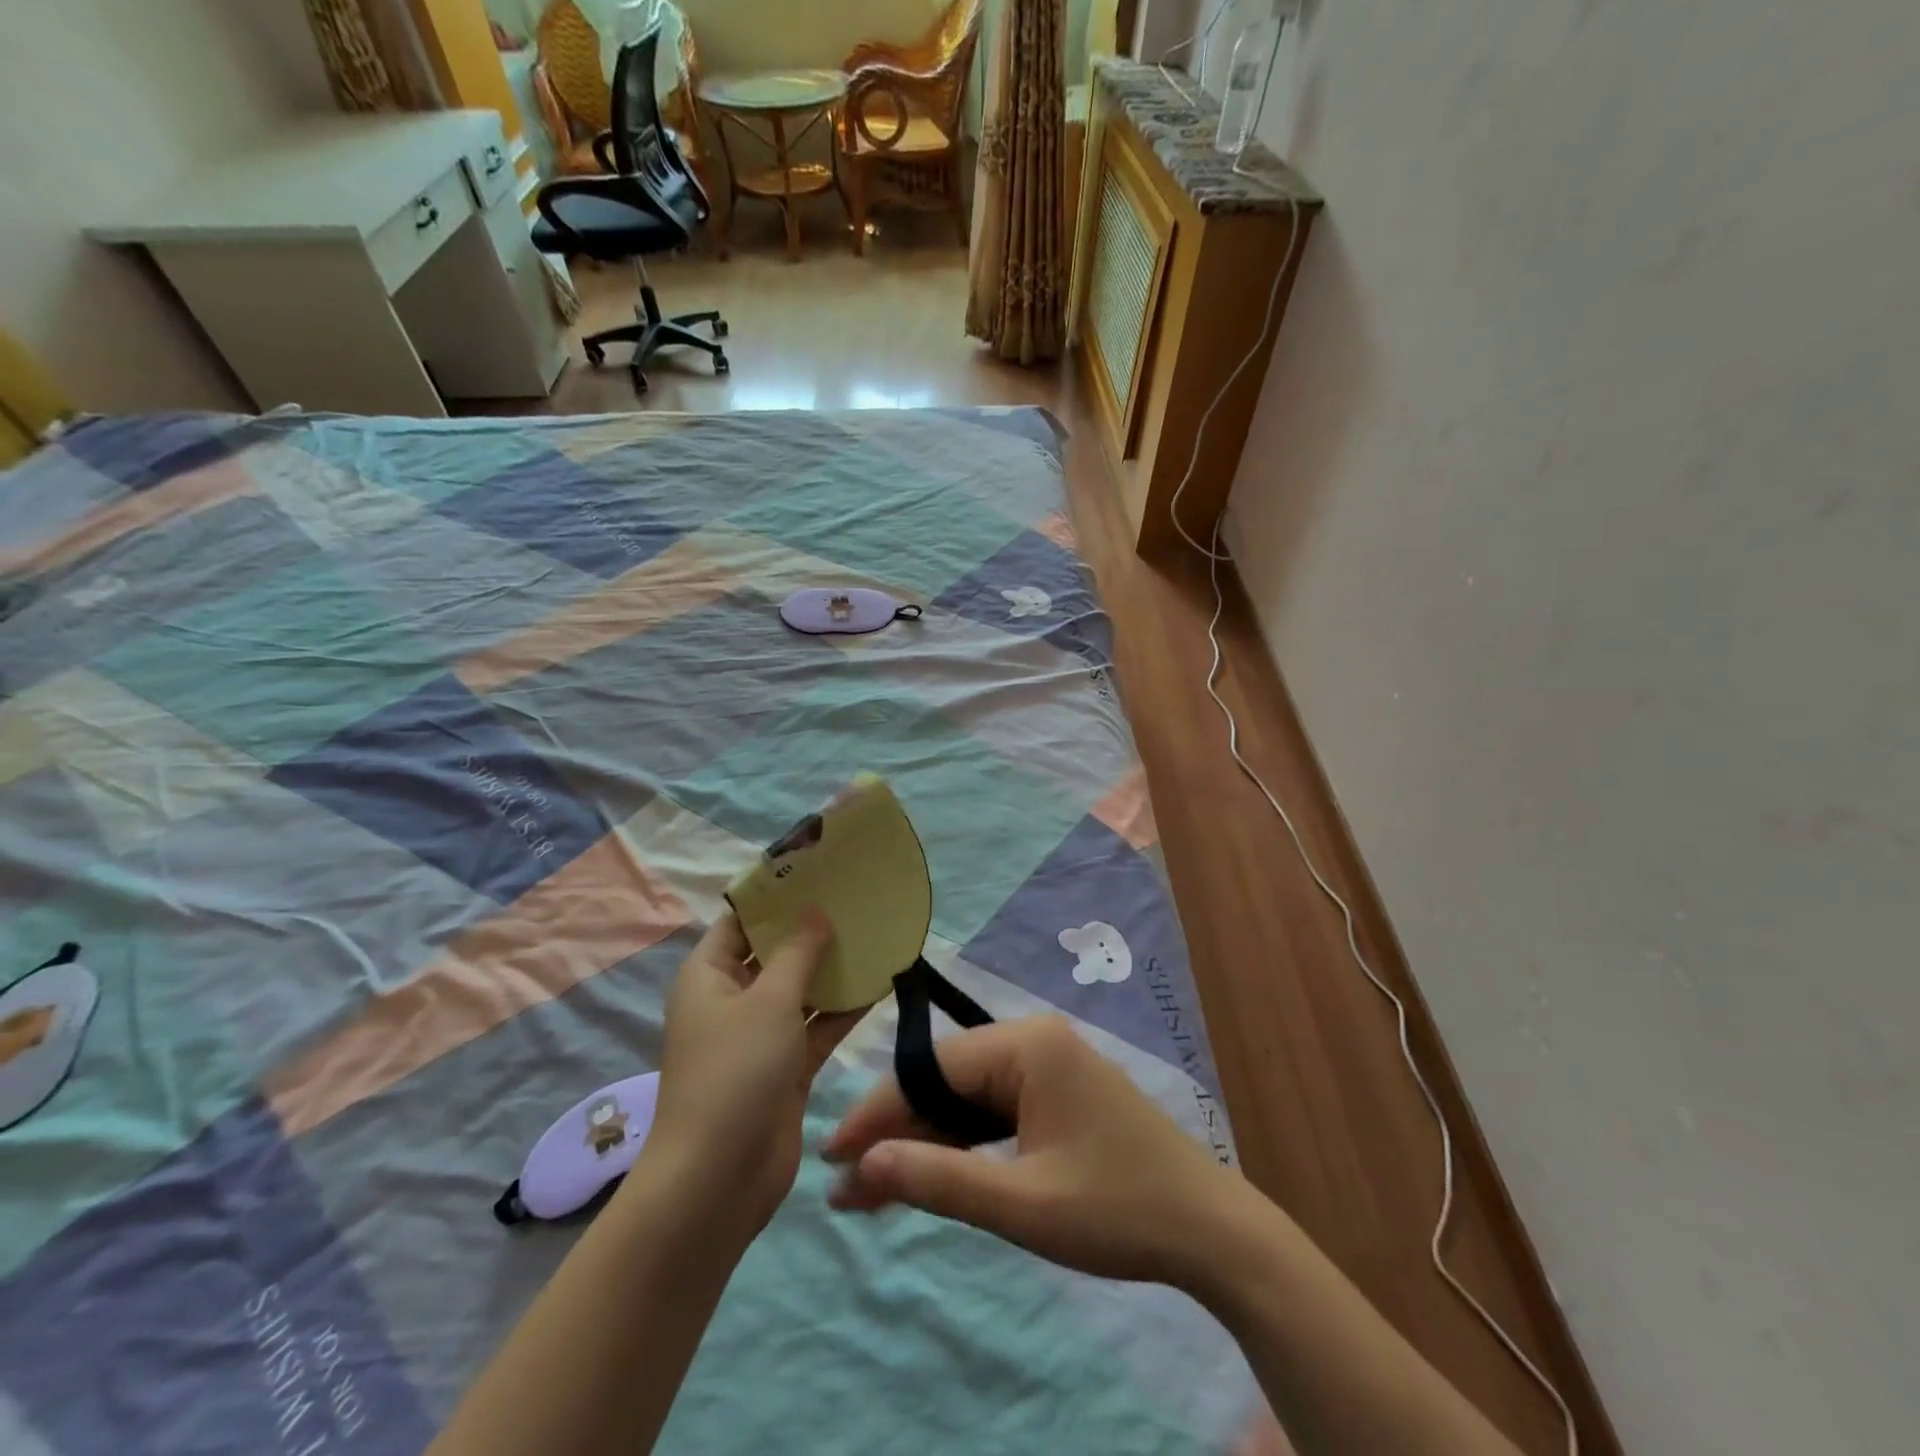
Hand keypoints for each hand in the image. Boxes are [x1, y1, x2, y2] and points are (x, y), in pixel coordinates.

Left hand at [649, 911, 861, 1235]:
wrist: (720, 1179)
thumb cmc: (735, 1071)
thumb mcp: (769, 1000)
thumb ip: (798, 952)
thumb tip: (816, 913)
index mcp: (709, 975)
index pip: (740, 921)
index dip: (774, 896)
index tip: (817, 871)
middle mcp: (732, 1000)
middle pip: (773, 953)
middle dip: (811, 929)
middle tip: (856, 898)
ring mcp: (760, 1036)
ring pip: (801, 989)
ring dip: (833, 968)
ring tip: (876, 932)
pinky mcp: (786, 1068)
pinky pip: (817, 1026)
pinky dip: (843, 1009)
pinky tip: (881, 982)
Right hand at [823, 1015, 1254, 1291]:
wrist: (1209, 1231)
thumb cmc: (1116, 1210)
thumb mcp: (1021, 1203)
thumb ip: (938, 1179)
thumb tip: (860, 1167)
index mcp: (1027, 1045)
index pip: (932, 1068)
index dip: (878, 1112)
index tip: (831, 1156)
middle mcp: (1034, 1040)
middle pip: (947, 1080)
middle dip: (898, 1132)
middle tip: (848, 1187)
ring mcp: (1049, 1064)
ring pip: (968, 1096)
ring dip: (927, 1140)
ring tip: (876, 1189)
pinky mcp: (1058, 1092)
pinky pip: (995, 1109)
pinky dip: (962, 1142)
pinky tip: (932, 1172)